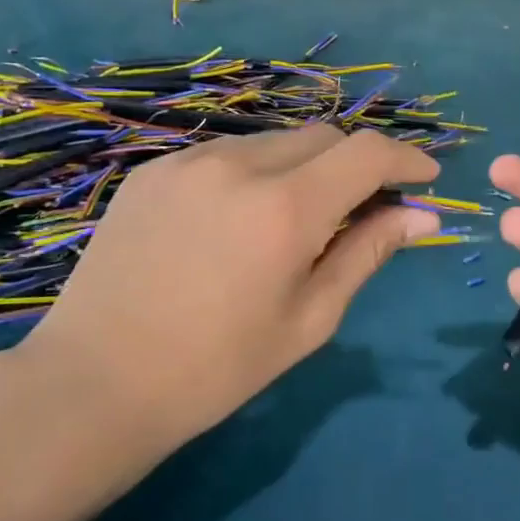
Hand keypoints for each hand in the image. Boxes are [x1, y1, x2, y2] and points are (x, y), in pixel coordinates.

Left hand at [0, 126, 439, 520]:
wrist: (94, 383)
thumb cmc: (216, 368)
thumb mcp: (309, 319)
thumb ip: (368, 254)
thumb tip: (421, 217)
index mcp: (285, 207)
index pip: (367, 152)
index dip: (405, 159)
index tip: (424, 180)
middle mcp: (240, 165)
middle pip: (324, 137)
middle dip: (356, 165)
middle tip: (362, 210)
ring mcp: (189, 161)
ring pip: (275, 141)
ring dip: (305, 167)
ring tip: (297, 220)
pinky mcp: (154, 170)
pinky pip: (226, 154)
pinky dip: (255, 172)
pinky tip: (239, 219)